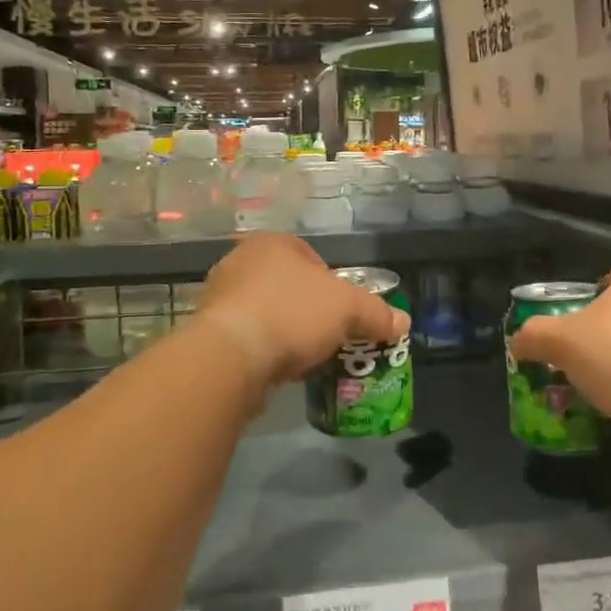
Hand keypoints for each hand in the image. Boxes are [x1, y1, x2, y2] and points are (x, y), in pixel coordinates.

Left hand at [193, 233, 408, 385]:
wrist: (231, 356)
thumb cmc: (292, 314)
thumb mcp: (348, 309)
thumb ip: (377, 313)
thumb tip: (403, 322)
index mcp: (272, 243)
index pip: (311, 258)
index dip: (332, 285)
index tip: (342, 314)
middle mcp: (240, 261)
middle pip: (288, 285)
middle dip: (308, 311)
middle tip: (326, 337)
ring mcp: (219, 295)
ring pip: (265, 311)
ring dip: (284, 331)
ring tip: (303, 357)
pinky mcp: (207, 330)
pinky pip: (246, 336)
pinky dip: (263, 349)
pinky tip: (275, 368)